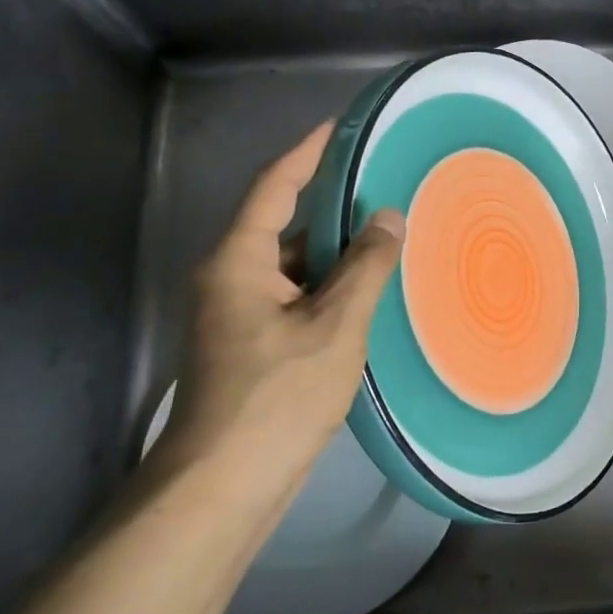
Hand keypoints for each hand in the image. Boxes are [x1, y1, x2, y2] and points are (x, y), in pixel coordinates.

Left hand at [163, 123, 404, 491]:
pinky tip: (368, 292)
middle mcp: (230, 279)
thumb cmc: (276, 397)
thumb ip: (365, 267)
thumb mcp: (334, 327)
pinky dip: (329, 287)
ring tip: (388, 236)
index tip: (340, 127)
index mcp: (238, 261)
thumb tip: (390, 216)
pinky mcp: (250, 346)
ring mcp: (237, 315)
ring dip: (334, 251)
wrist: (222, 486)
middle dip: (331, 205)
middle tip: (384, 185)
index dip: (307, 153)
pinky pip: (295, 297)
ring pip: (292, 266)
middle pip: (283, 224)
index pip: (274, 187)